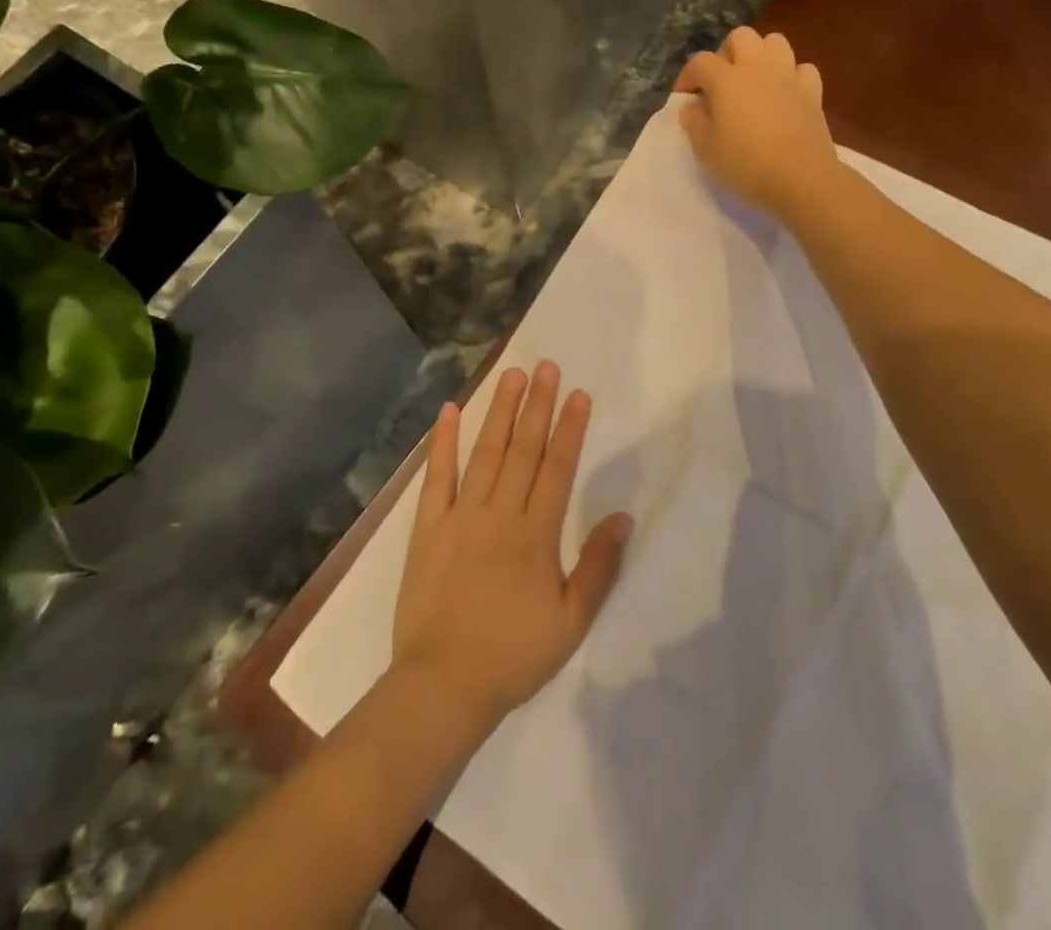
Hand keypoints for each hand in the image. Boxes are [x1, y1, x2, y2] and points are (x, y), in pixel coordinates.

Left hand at [393, 362, 632, 731]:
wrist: (444, 685)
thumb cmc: (514, 655)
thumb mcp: (571, 622)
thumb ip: (598, 567)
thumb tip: (622, 517)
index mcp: (537, 534)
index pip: (558, 468)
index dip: (570, 428)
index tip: (579, 394)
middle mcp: (500, 513)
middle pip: (524, 449)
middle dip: (538, 405)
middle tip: (548, 366)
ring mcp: (460, 516)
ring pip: (485, 452)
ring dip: (500, 411)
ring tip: (512, 374)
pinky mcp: (428, 526)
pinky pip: (437, 476)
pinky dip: (443, 442)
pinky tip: (450, 411)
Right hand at [674, 26, 838, 216]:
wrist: (800, 178)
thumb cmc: (746, 164)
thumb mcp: (707, 149)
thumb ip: (695, 123)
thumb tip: (692, 107)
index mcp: (727, 79)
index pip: (700, 62)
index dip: (688, 76)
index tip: (685, 97)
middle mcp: (758, 68)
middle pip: (741, 37)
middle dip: (726, 53)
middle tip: (721, 81)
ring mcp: (788, 77)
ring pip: (775, 42)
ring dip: (761, 55)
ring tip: (754, 81)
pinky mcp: (812, 92)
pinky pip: (802, 69)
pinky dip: (792, 76)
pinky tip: (785, 94)